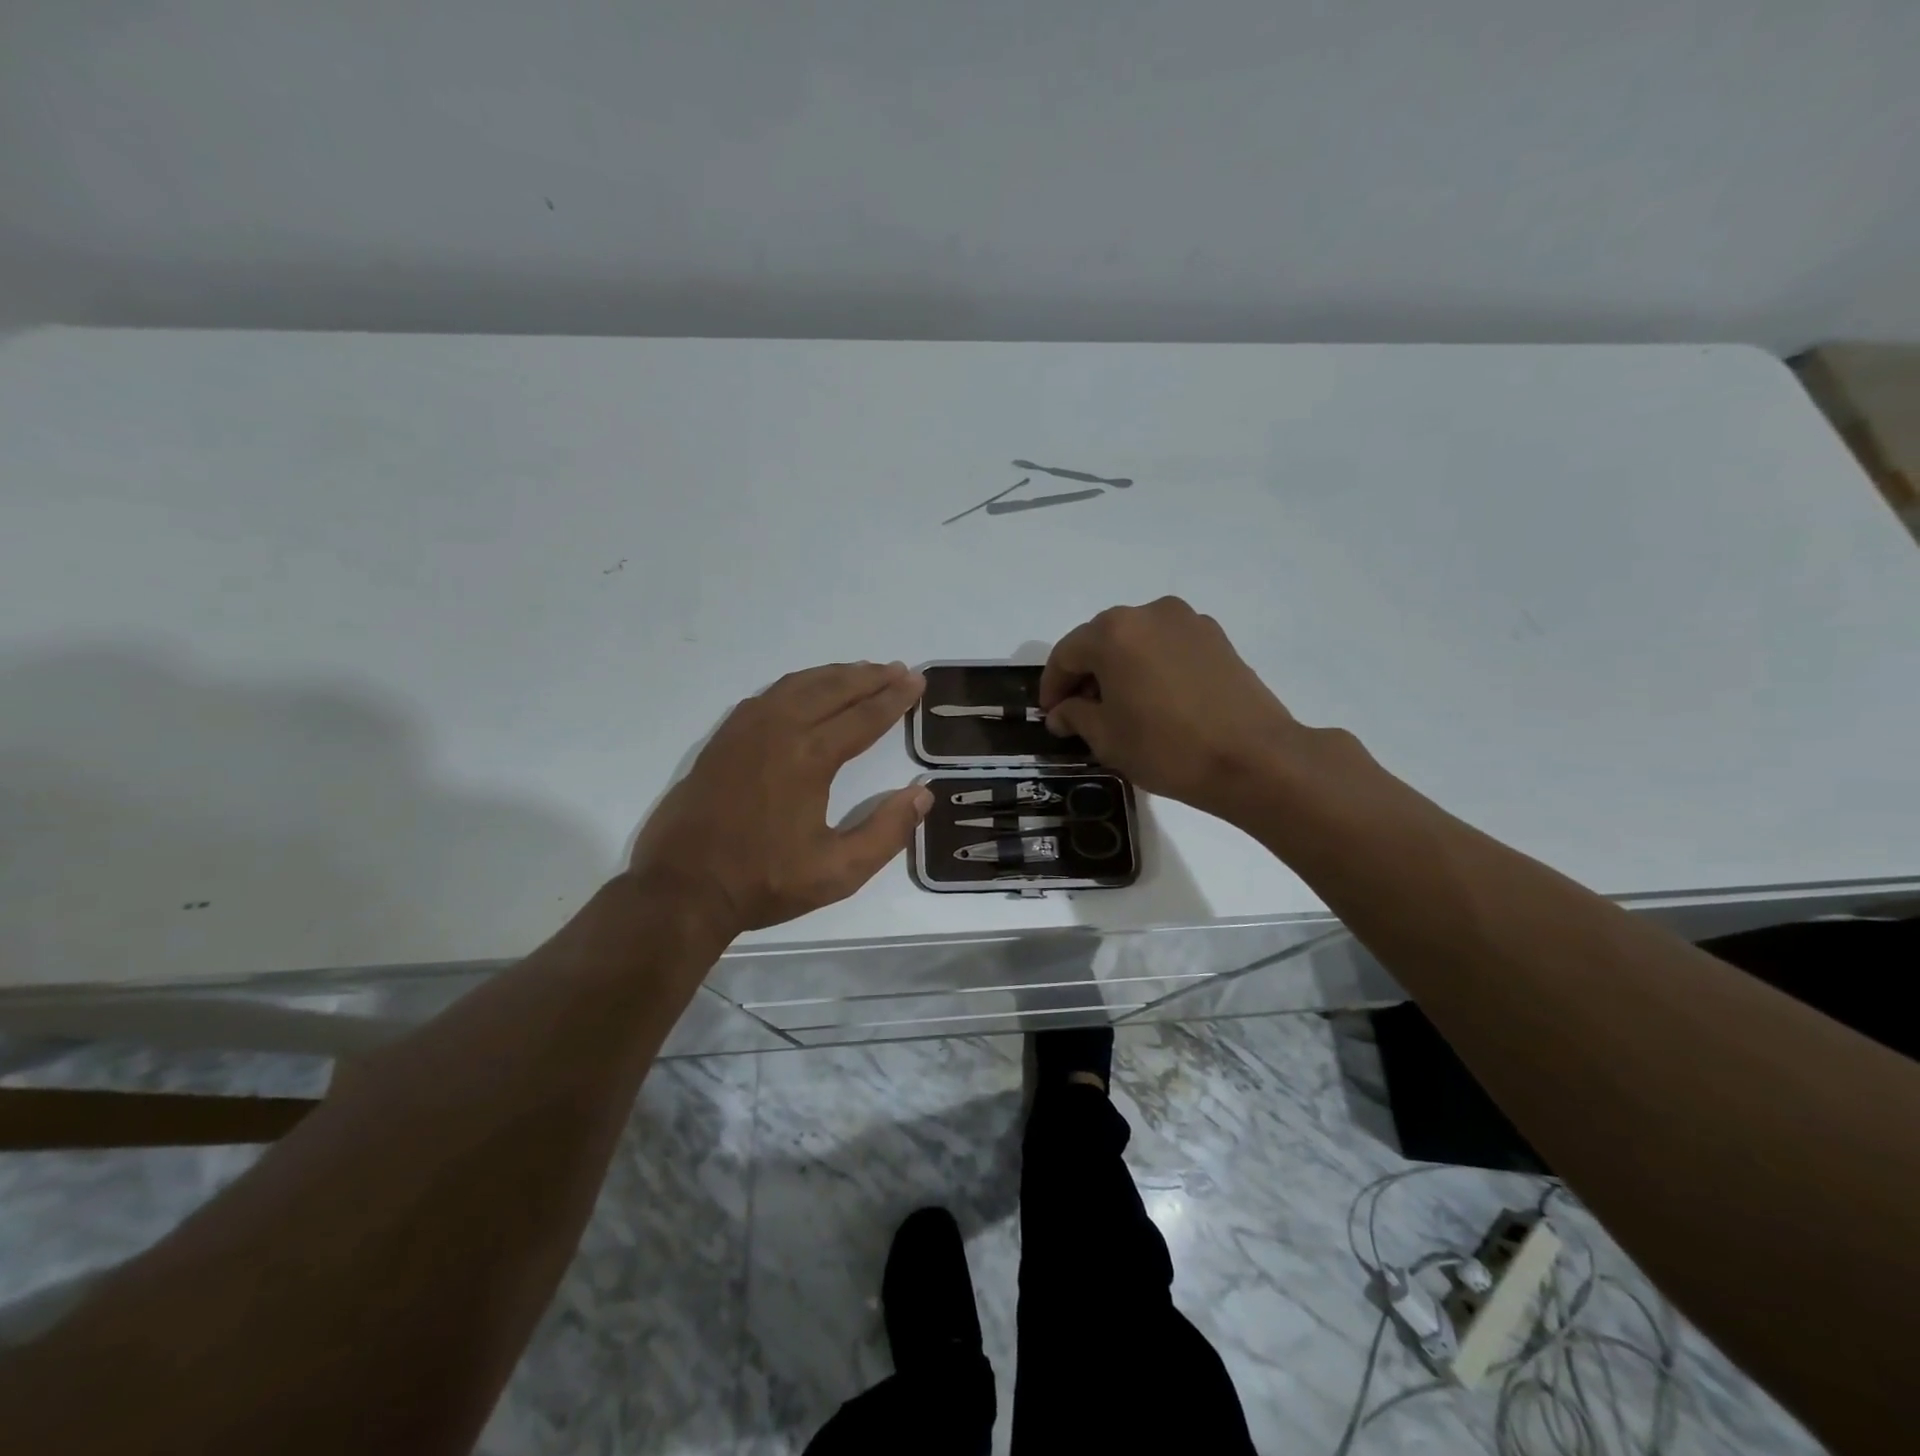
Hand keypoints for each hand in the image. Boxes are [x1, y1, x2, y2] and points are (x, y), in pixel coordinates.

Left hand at [629, 662, 932, 934]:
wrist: (682, 888)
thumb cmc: (764, 881)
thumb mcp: (838, 872)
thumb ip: (887, 832)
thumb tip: (922, 794)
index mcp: (810, 757)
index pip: (864, 717)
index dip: (894, 698)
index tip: (916, 682)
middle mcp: (779, 730)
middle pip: (833, 689)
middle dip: (870, 677)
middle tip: (899, 669)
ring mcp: (745, 730)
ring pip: (798, 685)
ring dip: (835, 675)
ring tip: (862, 671)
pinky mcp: (724, 739)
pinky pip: (769, 695)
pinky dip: (798, 684)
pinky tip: (806, 691)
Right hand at [1039, 598, 1302, 820]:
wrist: (1254, 759)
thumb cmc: (1168, 748)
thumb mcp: (1107, 739)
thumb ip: (1076, 716)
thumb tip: (1062, 711)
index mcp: (1114, 633)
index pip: (1066, 654)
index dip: (1052, 686)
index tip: (1050, 715)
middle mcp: (1149, 614)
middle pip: (1101, 640)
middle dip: (1085, 673)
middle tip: (1080, 711)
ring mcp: (1187, 622)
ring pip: (1136, 640)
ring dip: (1119, 667)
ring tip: (1120, 706)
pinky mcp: (1216, 637)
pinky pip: (1167, 646)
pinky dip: (1151, 666)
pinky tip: (1155, 699)